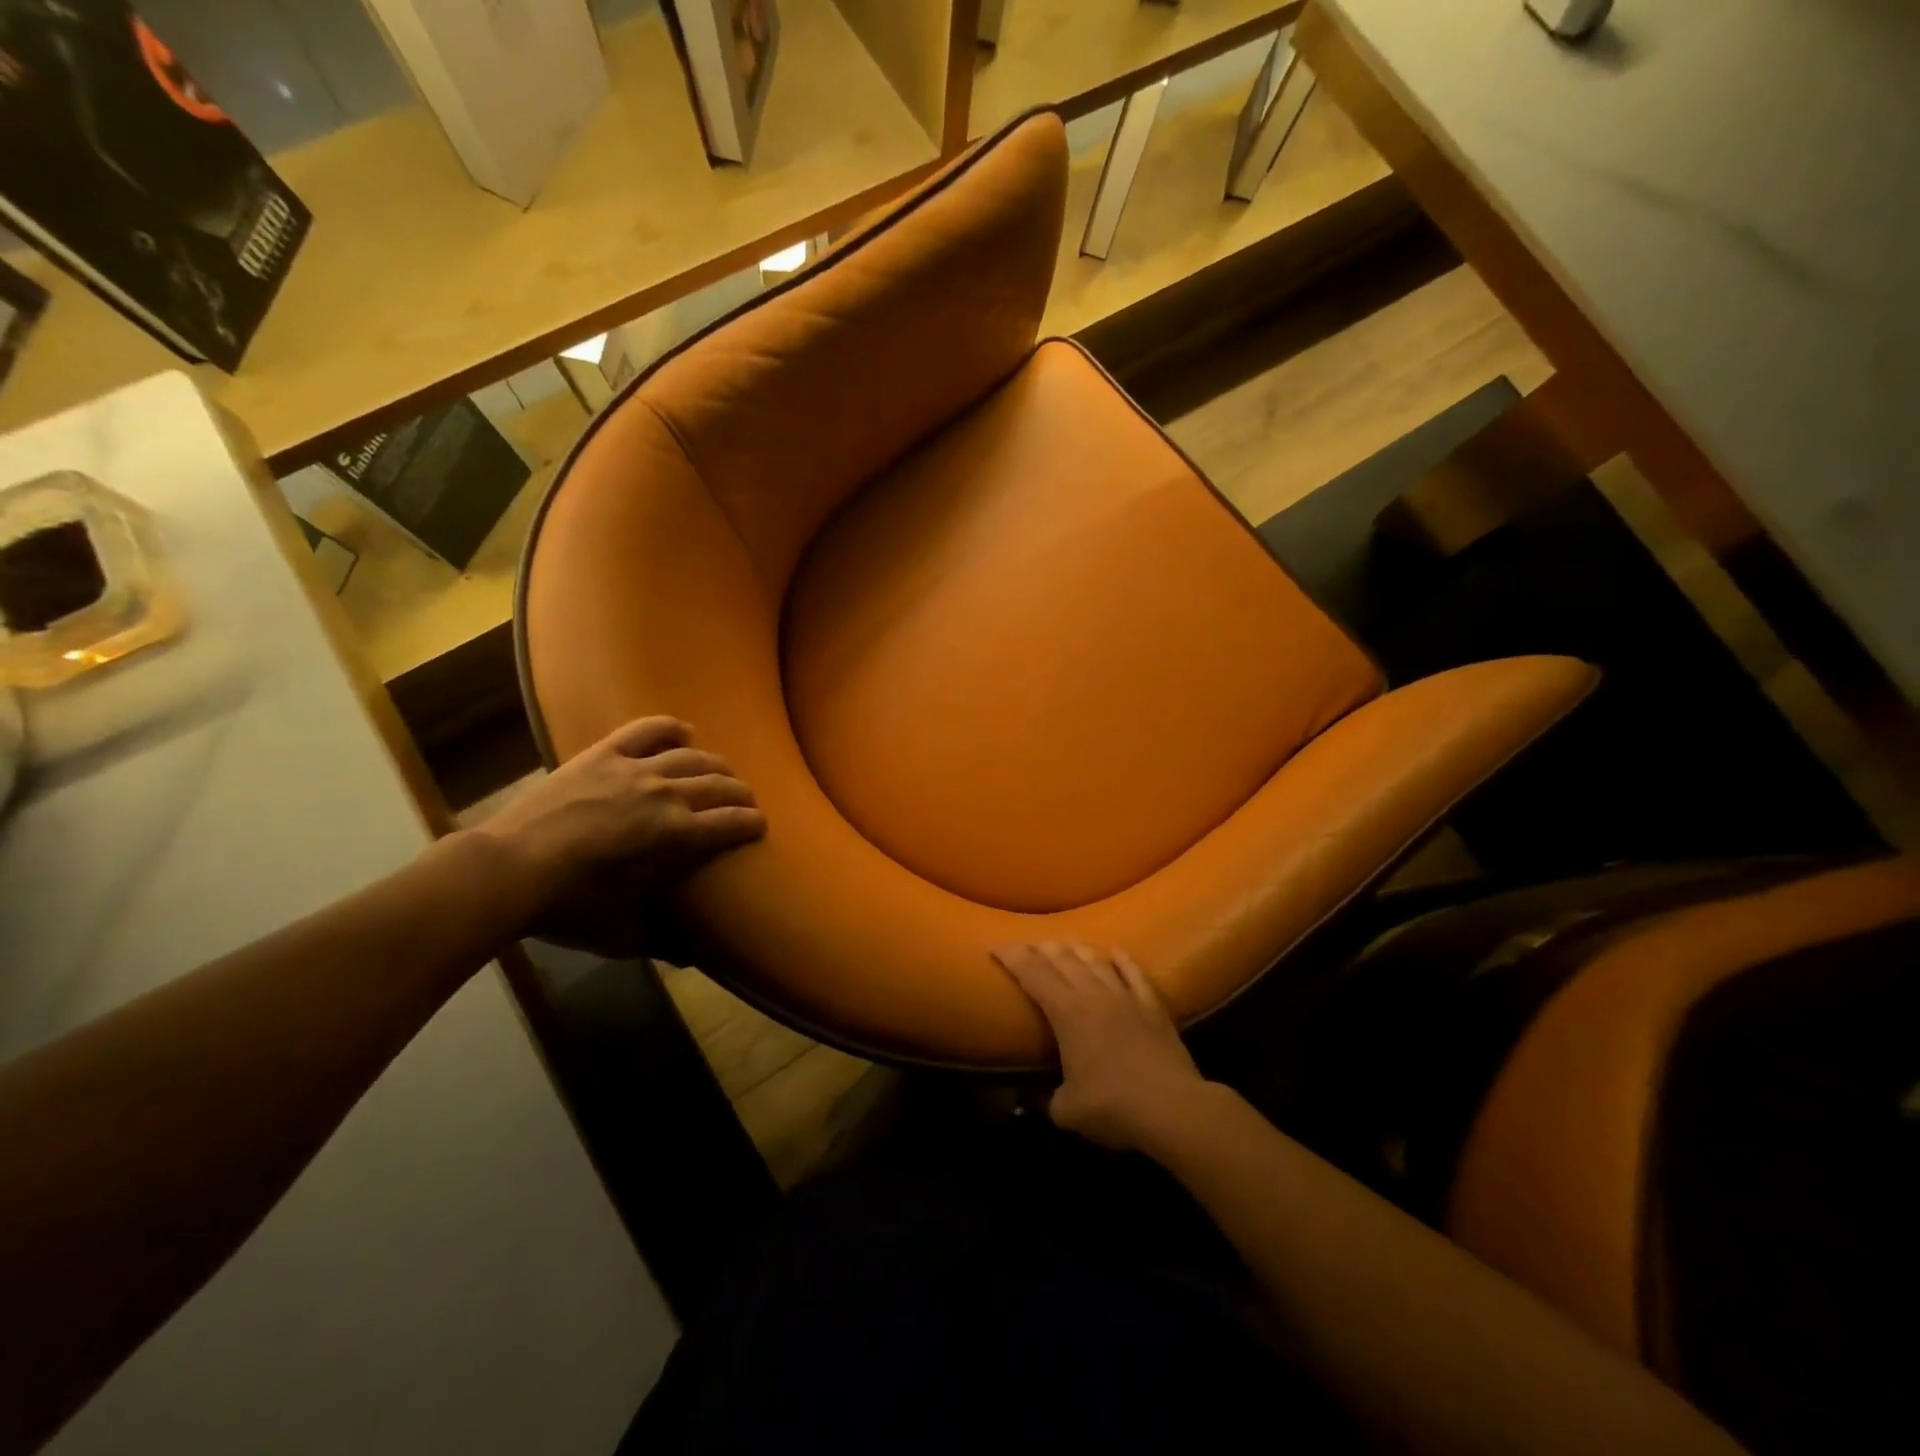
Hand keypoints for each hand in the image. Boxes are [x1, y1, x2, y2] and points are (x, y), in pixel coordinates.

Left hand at [473, 717, 765, 934]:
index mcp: (675, 833)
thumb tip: (694, 957)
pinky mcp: (602, 754)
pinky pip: (644, 730)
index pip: (730, 823)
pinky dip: (669, 727)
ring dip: (714, 763)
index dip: (751, 823)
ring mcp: (633, 769)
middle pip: (718, 784)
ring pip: (690, 756)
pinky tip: (684, 731)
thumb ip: (661, 942)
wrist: (507, 868)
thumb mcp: (620, 932)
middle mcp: (664, 793)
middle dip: (739, 793)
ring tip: (722, 770)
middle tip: (745, 801)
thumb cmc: (568, 905)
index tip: (761, 825)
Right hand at [993, 943, 1211, 1151]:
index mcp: (1067, 1012)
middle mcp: (1093, 994)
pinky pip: (1134, 974)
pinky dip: (1122, 960)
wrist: (1173, 1107)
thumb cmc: (1113, 1107)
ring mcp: (1126, 996)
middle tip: (1027, 946)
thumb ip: (1048, 1099)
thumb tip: (1038, 1100)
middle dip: (1041, 949)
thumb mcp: (1067, 1111)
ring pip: (1096, 961)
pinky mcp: (1153, 1006)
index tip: (997, 946)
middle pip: (1063, 959)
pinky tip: (1116, 952)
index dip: (1012, 957)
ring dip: (1077, 949)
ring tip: (1065, 945)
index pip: (1032, 974)